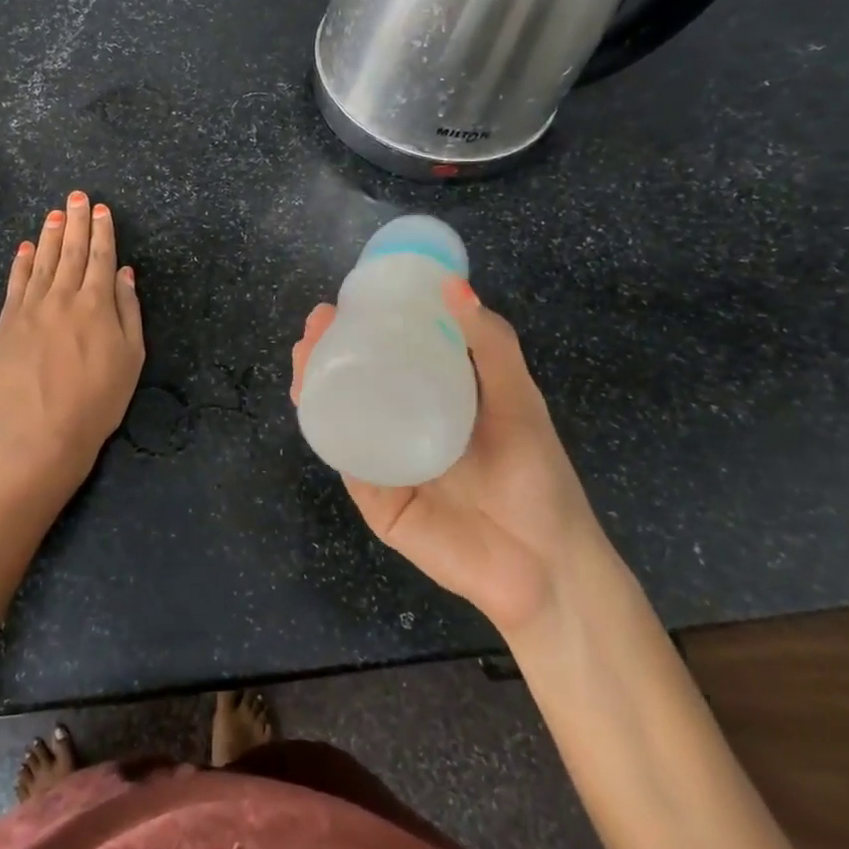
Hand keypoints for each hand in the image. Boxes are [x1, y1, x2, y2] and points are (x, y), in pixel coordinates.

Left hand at [0, 190, 144, 491]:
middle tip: (77, 196)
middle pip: (71, 252)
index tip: (100, 209)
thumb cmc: (99, 400)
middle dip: (76, 221)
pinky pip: (15, 284)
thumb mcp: (132, 358)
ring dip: (50, 235)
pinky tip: (26, 247)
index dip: (102, 231)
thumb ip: (128, 310)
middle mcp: (62, 297)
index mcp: (97, 304)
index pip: (101, 257)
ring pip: (42, 262)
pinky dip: (22, 263)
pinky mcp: (8, 324)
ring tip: (54, 213)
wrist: (45, 435)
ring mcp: (31, 309)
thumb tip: (125, 272)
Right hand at [291, 279, 600, 635]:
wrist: (543, 565)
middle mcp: (404, 426)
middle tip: (315, 328)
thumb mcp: (517, 398)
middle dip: (326, 351)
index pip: (389, 355)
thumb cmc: (536, 475)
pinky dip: (326, 432)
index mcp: (436, 399)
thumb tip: (454, 283)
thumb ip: (490, 343)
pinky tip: (313, 404)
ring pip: (340, 417)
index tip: (343, 302)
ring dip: (314, 384)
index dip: (363, 326)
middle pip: (354, 382)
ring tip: (305, 355)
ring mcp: (385, 463)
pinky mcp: (375, 500)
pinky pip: (346, 461)